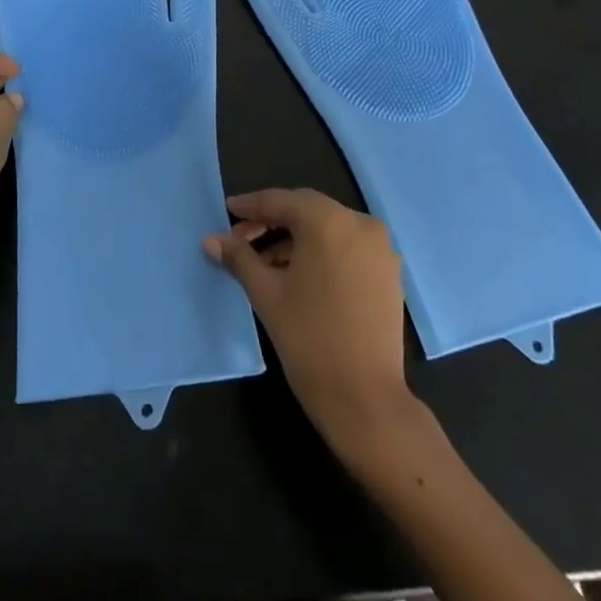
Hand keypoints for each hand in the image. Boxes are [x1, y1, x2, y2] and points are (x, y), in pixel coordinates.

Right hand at [205, 188, 417, 457]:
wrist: (364, 399)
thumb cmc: (308, 339)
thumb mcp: (266, 293)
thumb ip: (239, 258)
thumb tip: (212, 240)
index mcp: (328, 221)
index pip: (281, 202)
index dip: (251, 206)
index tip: (228, 210)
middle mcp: (359, 224)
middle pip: (306, 211)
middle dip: (271, 222)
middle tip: (241, 239)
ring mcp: (379, 248)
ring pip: (327, 229)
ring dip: (294, 239)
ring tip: (264, 264)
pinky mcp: (388, 272)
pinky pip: (346, 247)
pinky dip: (320, 252)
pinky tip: (296, 274)